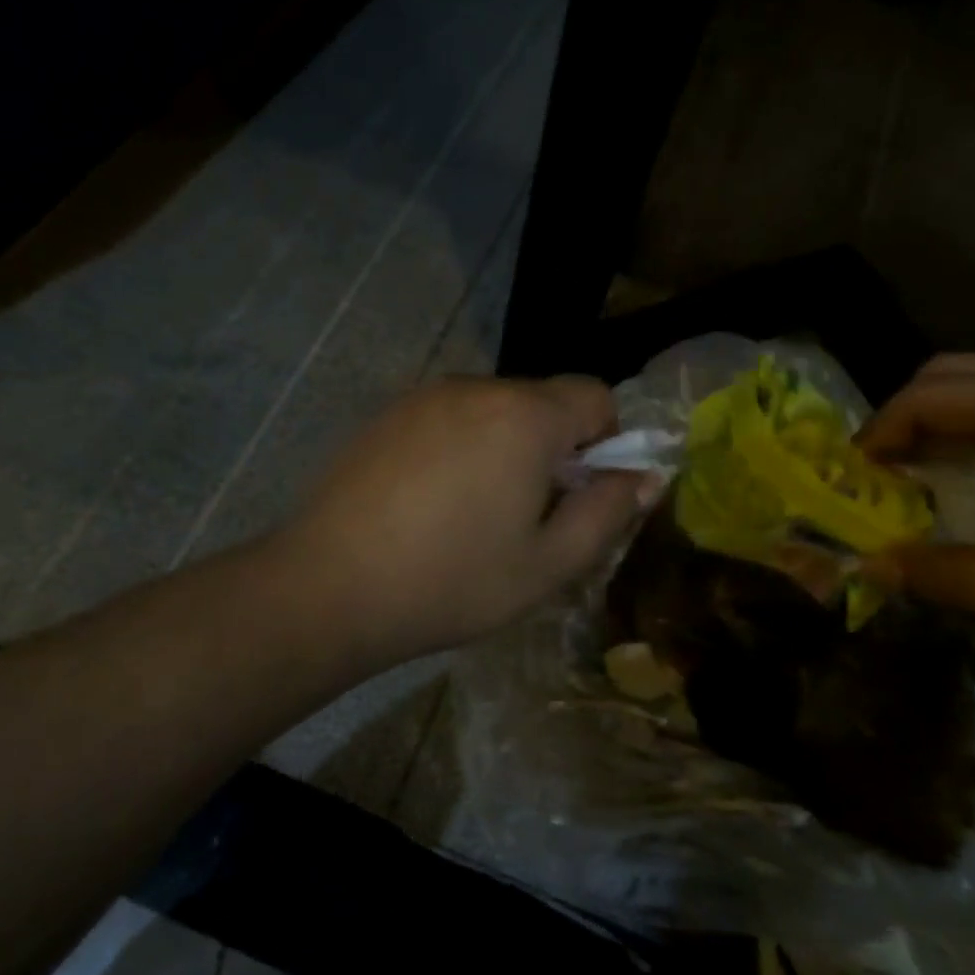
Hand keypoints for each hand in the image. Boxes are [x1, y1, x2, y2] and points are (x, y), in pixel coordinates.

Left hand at [283, 376, 658, 665]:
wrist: (329, 587)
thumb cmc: (452, 581)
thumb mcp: (548, 564)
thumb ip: (607, 512)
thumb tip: (645, 477)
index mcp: (525, 416)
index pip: (595, 395)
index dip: (606, 442)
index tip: (582, 494)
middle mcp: (476, 388)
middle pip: (543, 401)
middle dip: (554, 447)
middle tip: (529, 516)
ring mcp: (424, 396)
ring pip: (493, 410)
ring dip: (505, 447)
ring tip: (474, 513)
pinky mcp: (386, 414)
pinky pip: (448, 418)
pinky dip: (460, 447)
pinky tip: (430, 503)